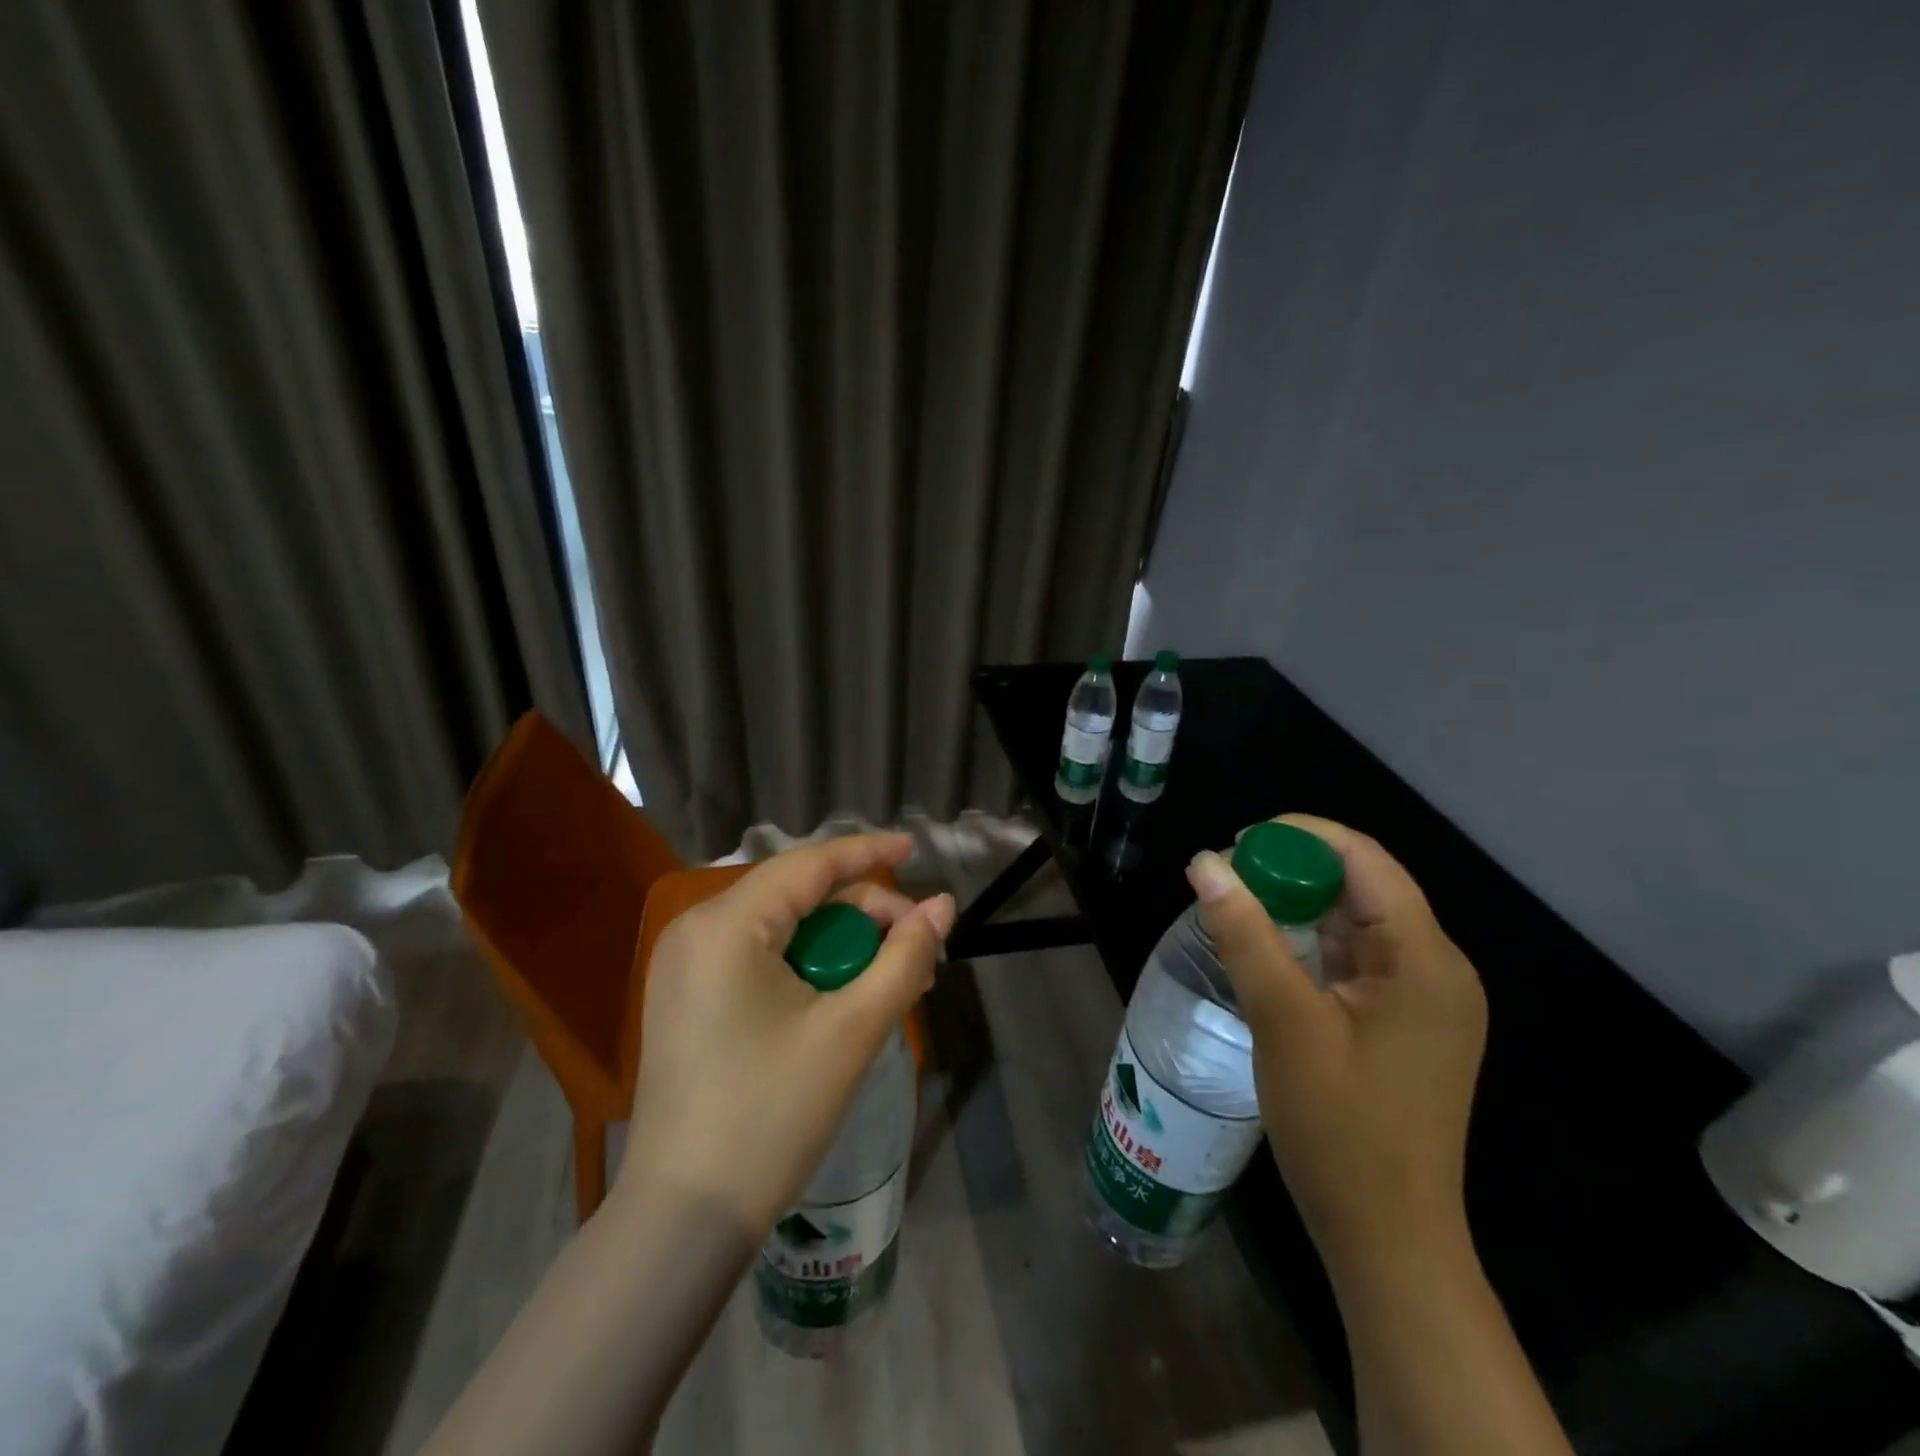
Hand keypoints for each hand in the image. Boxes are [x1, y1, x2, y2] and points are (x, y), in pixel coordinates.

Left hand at [616, 833, 954, 1237]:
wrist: (683, 1219)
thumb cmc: (771, 1114)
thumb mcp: (852, 1030)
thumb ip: (905, 957)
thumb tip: (943, 906)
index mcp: (727, 925)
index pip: (810, 865)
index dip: (868, 853)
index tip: (915, 849)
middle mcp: (697, 932)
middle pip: (797, 897)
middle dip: (862, 916)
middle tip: (916, 949)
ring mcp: (684, 968)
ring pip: (781, 930)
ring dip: (839, 947)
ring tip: (891, 982)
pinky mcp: (686, 1001)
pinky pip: (758, 960)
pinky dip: (806, 969)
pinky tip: (844, 999)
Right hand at [1187, 815, 1486, 1274]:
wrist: (1387, 1237)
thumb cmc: (1339, 1128)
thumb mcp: (1284, 1021)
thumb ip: (1245, 934)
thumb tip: (1205, 862)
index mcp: (1424, 959)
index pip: (1365, 860)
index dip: (1300, 836)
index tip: (1237, 841)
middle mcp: (1437, 968)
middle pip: (1363, 885)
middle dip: (1294, 869)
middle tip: (1226, 874)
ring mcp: (1425, 998)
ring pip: (1358, 921)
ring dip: (1299, 904)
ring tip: (1237, 902)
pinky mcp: (1407, 1022)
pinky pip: (1357, 957)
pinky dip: (1312, 940)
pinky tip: (1269, 946)